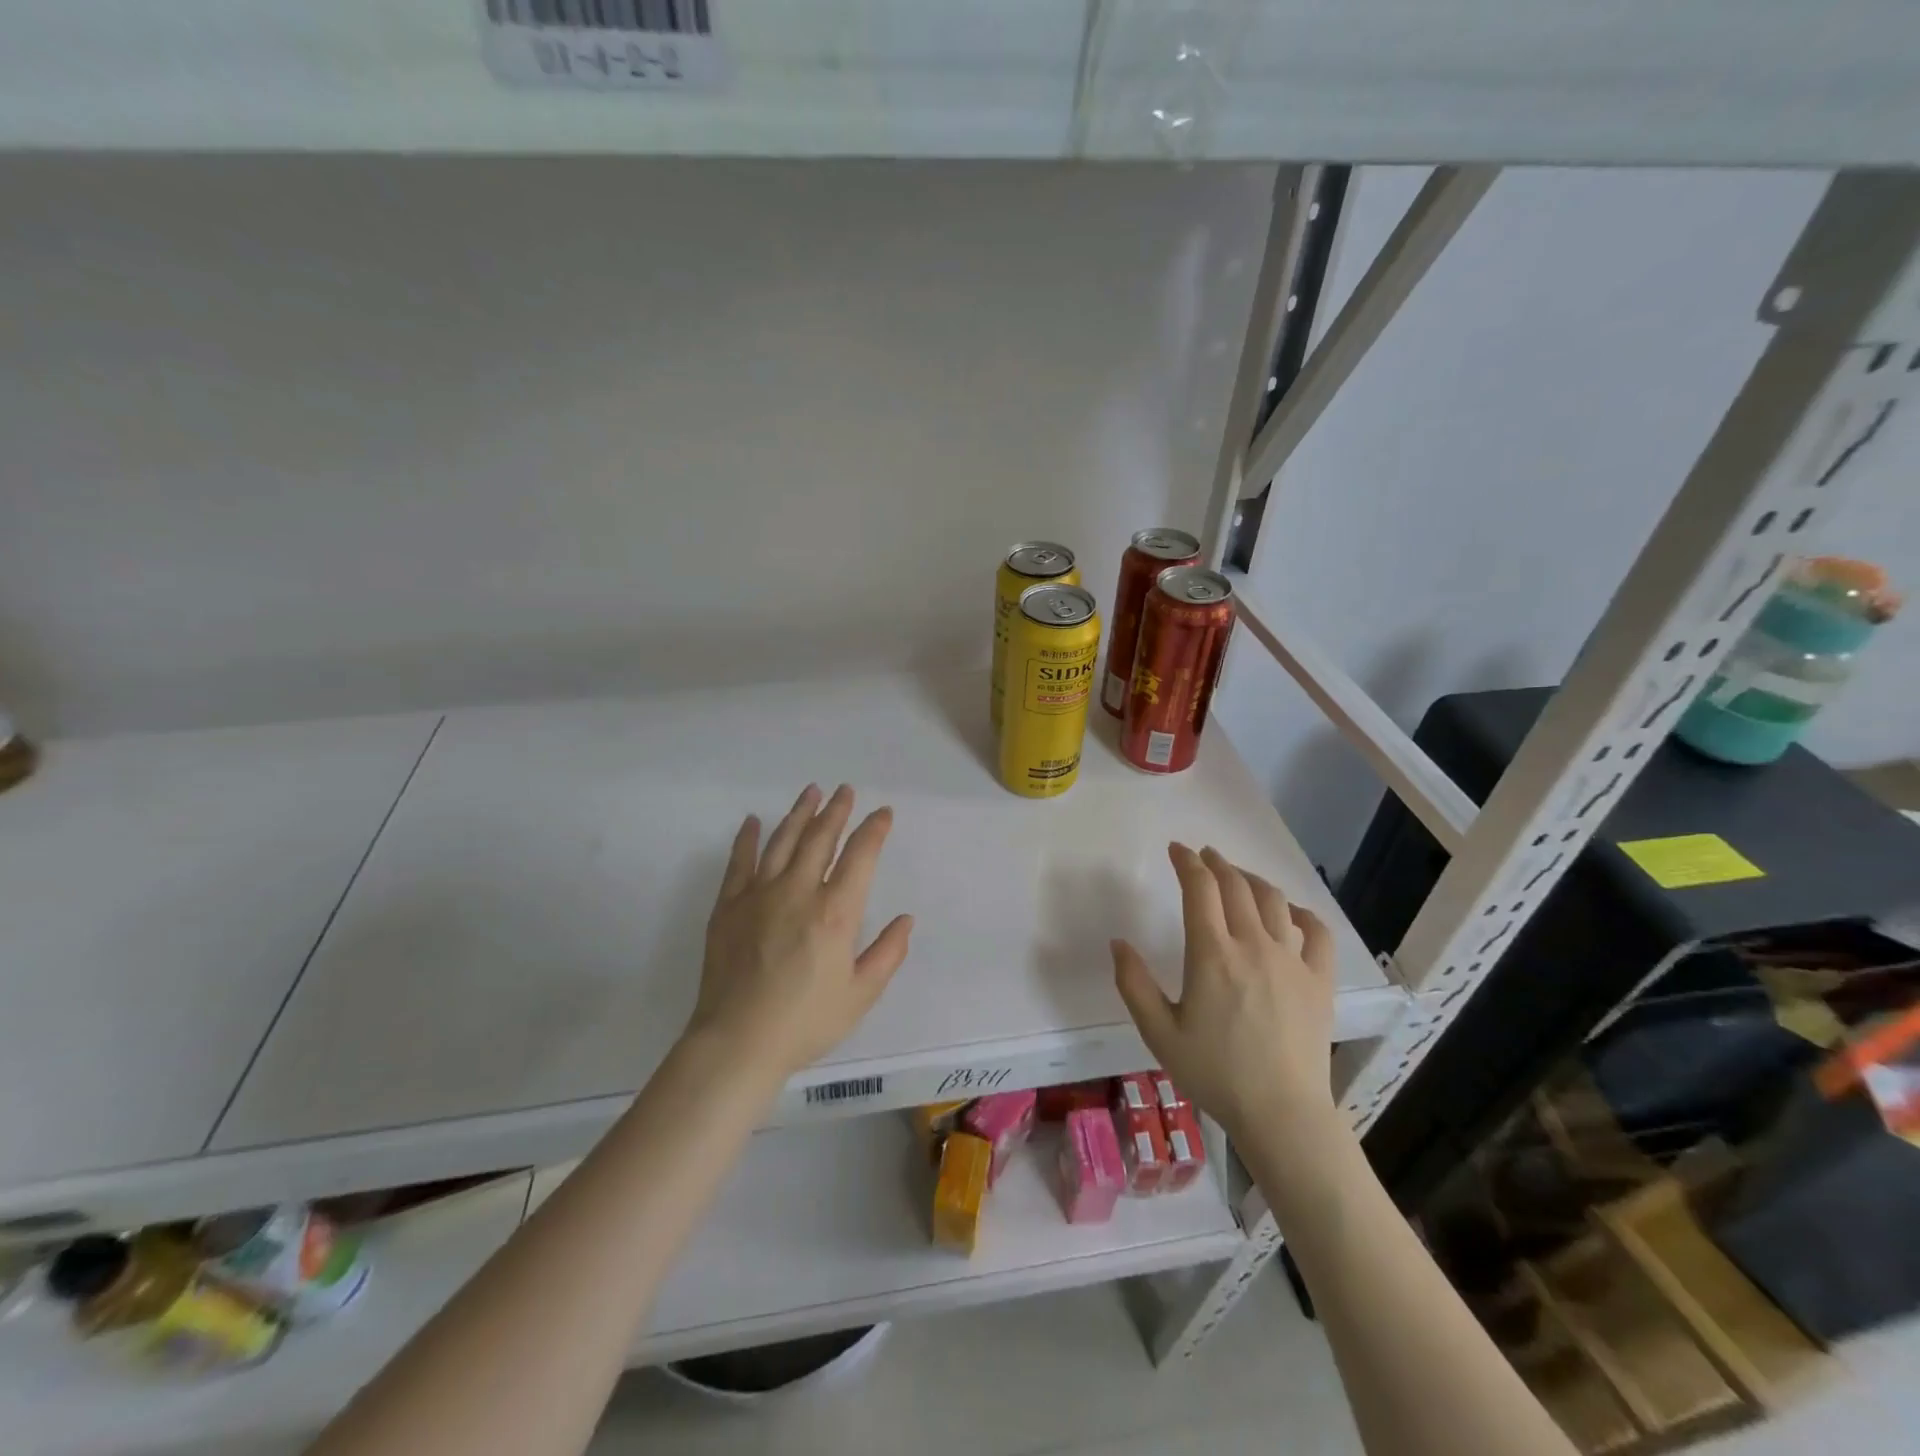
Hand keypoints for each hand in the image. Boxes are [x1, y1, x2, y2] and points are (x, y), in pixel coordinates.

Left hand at [687, 784, 913, 1081]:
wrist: (737, 1042)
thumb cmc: (806, 1022)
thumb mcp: (860, 995)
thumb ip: (887, 954)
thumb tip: (905, 919)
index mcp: (835, 912)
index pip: (860, 856)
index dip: (874, 830)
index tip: (883, 813)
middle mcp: (798, 892)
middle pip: (820, 838)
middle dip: (837, 811)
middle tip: (845, 790)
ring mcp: (759, 895)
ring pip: (783, 841)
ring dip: (799, 813)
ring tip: (811, 792)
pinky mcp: (728, 906)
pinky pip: (739, 862)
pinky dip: (748, 839)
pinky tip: (754, 821)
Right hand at [1111, 843, 1336, 1140]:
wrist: (1280, 1113)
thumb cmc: (1214, 1073)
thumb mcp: (1158, 1032)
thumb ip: (1133, 984)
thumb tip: (1118, 943)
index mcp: (1211, 954)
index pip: (1199, 889)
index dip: (1186, 862)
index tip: (1176, 849)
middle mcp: (1252, 945)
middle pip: (1235, 885)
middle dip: (1216, 863)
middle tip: (1203, 856)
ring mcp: (1291, 960)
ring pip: (1273, 900)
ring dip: (1251, 879)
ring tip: (1237, 876)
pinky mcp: (1319, 980)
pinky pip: (1316, 932)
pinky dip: (1301, 913)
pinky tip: (1290, 913)